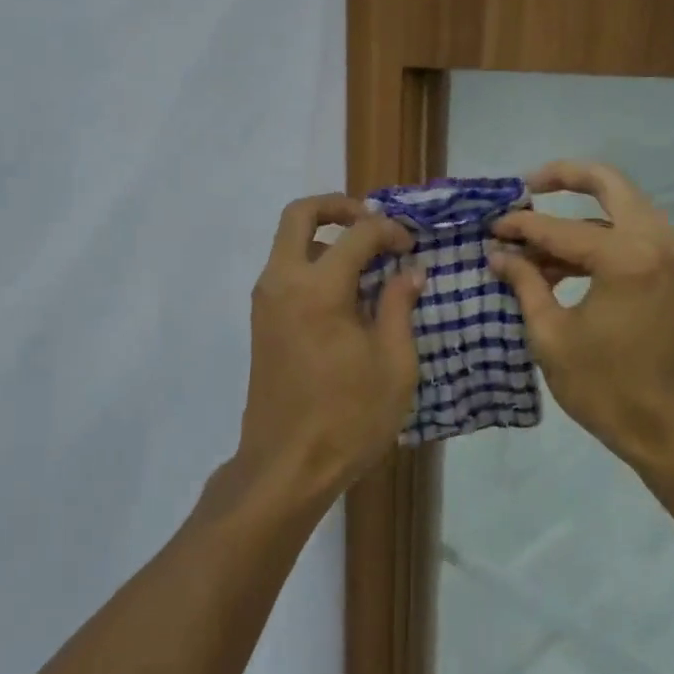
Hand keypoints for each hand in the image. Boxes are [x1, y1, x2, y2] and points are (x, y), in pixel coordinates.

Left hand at [231, 194, 422, 507]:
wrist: (286, 466)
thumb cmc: (348, 417)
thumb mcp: (394, 364)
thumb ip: (400, 307)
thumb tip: (409, 271)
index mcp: (318, 288)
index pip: (357, 233)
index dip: (390, 230)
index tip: (412, 247)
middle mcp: (282, 282)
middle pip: (300, 215)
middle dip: (338, 207)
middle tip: (374, 223)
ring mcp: (266, 302)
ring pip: (289, 243)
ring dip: (326, 239)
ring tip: (368, 265)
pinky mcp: (262, 323)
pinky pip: (286, 273)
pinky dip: (313, 265)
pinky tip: (348, 296)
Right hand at [488, 161, 673, 483]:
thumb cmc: (609, 388)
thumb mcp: (552, 336)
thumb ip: (525, 284)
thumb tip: (499, 254)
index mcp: (626, 256)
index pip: (558, 227)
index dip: (518, 228)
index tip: (488, 230)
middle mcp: (656, 240)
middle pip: (609, 183)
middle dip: (565, 178)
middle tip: (526, 187)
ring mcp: (672, 254)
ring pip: (620, 210)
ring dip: (578, 218)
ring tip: (532, 244)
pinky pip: (631, 237)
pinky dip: (597, 241)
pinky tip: (560, 266)